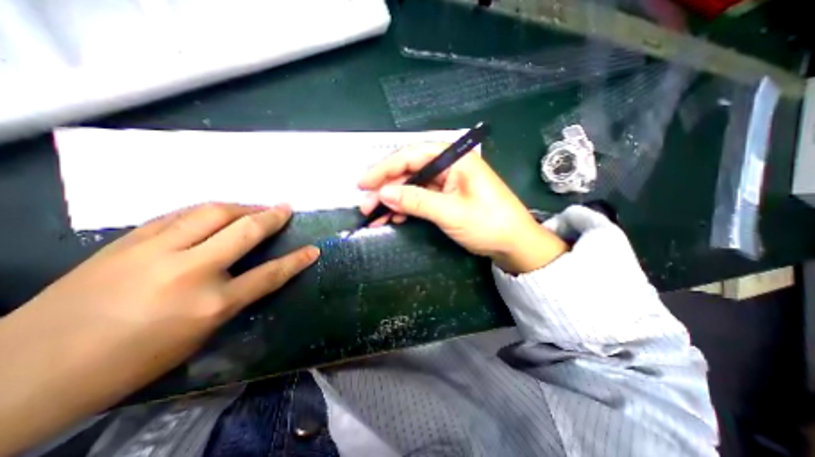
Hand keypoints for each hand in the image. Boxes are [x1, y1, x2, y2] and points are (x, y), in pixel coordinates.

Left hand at [0, 203, 316, 455]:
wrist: (24, 372)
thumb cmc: (131, 362)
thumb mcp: (199, 335)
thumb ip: (231, 299)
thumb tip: (249, 273)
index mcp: (211, 305)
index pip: (269, 275)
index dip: (296, 261)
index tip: (313, 249)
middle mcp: (190, 271)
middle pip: (244, 231)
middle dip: (271, 217)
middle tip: (285, 208)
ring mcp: (156, 252)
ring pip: (211, 213)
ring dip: (241, 206)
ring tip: (255, 206)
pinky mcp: (128, 241)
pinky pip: (179, 215)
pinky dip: (206, 210)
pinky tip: (215, 211)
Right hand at [357, 144, 568, 272]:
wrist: (514, 244)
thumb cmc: (488, 224)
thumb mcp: (450, 212)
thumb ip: (416, 201)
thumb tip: (383, 193)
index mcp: (455, 159)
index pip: (412, 155)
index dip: (385, 168)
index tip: (363, 183)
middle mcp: (449, 166)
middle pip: (409, 171)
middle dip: (386, 188)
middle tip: (365, 205)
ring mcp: (447, 182)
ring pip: (412, 186)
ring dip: (393, 201)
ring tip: (375, 216)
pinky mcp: (446, 197)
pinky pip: (420, 198)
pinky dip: (406, 208)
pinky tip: (394, 218)